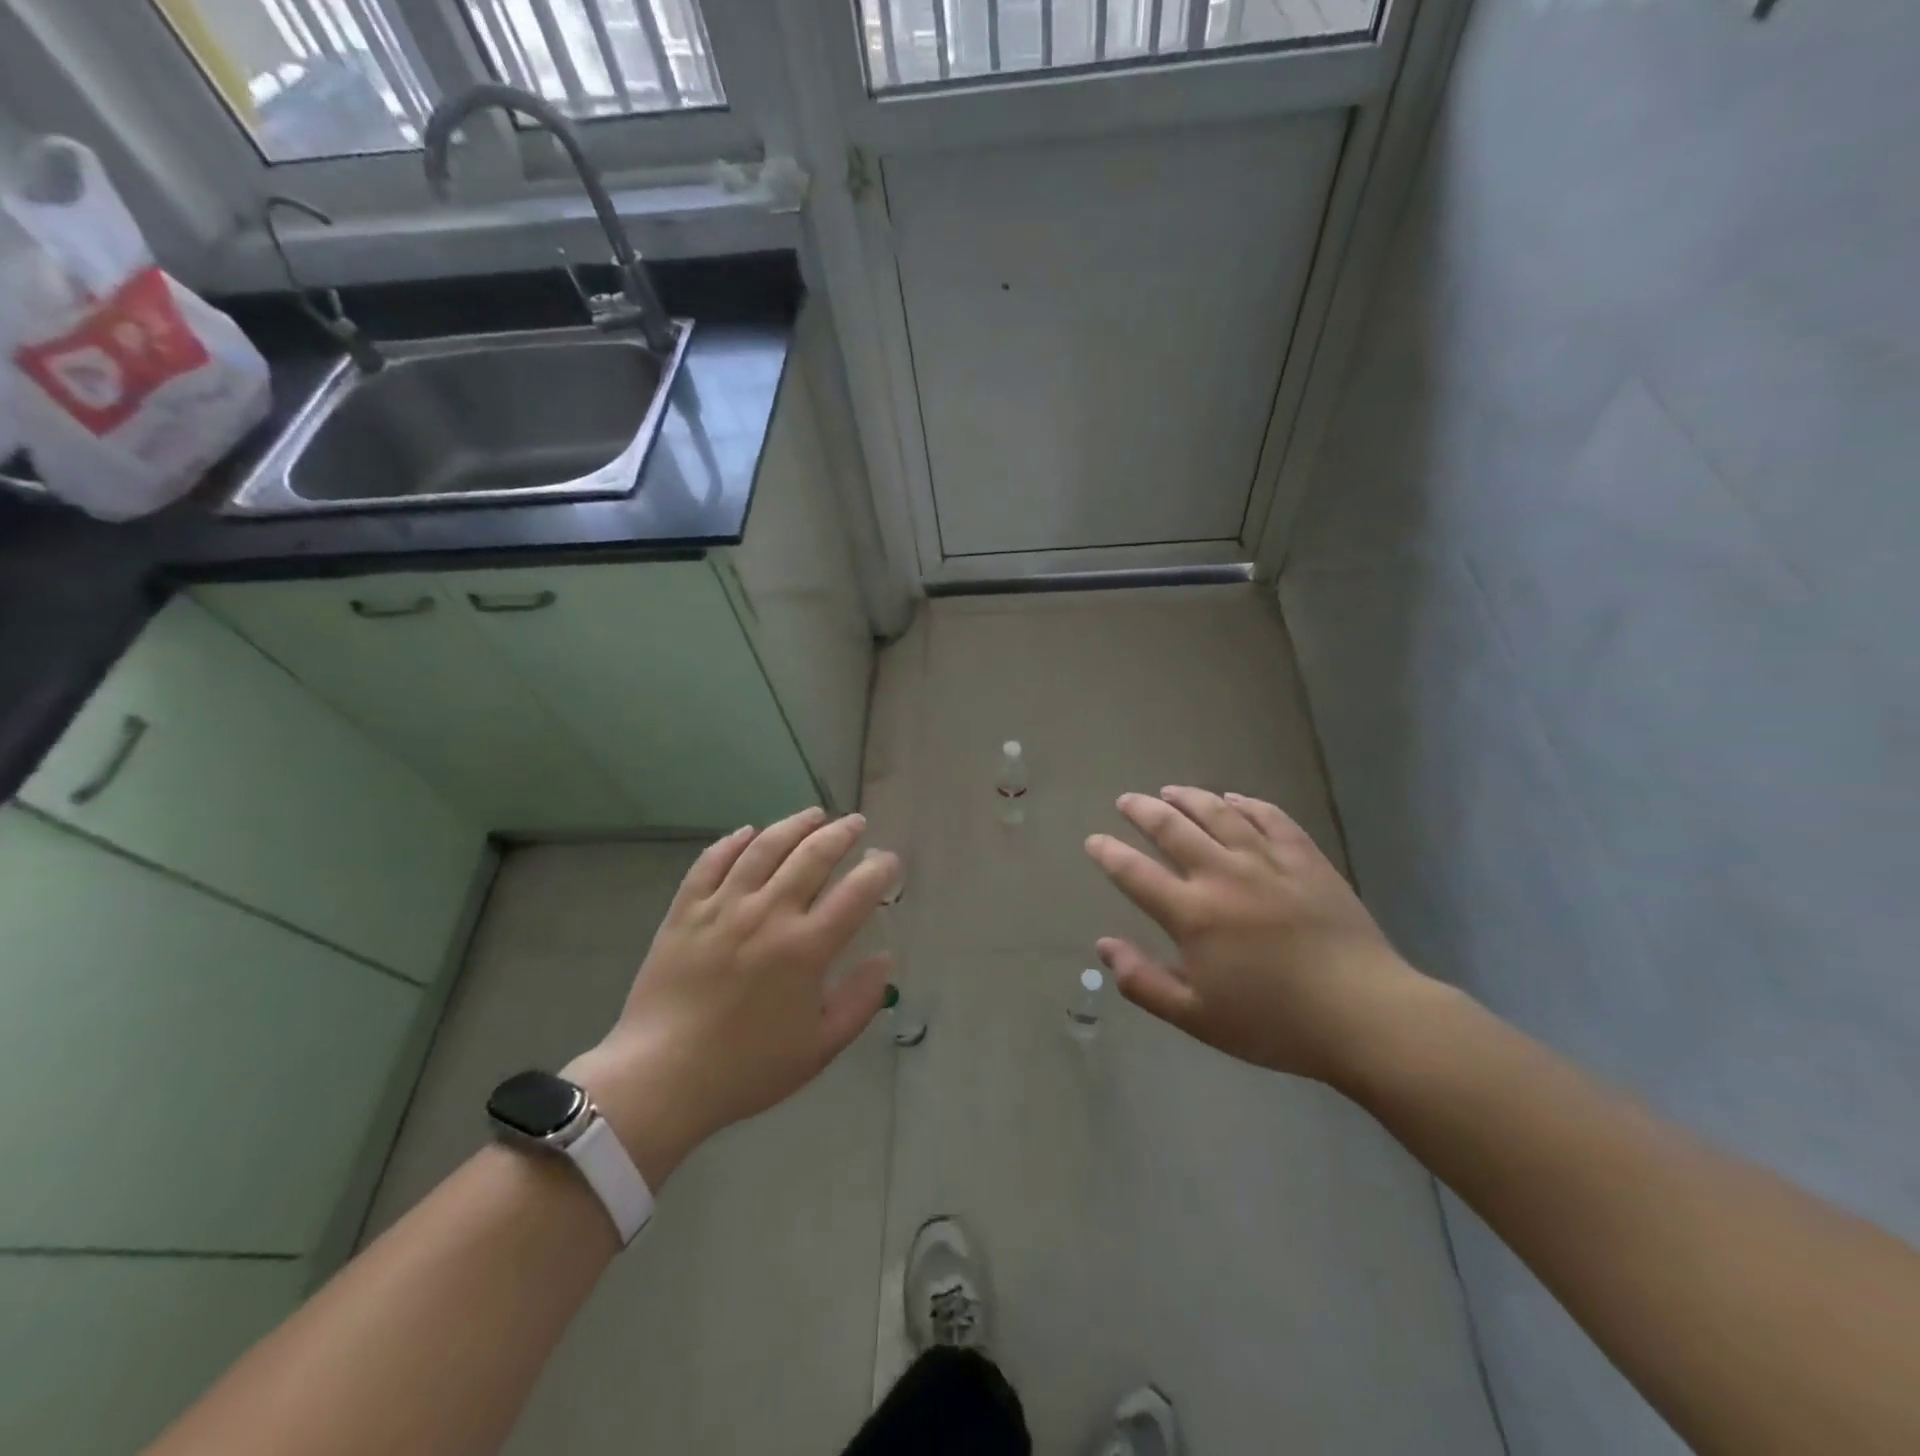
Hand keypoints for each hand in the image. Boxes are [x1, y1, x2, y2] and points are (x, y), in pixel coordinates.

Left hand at [567, 807, 896, 1185]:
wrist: (661, 1079)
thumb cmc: (746, 1069)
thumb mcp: (818, 1049)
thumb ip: (859, 1002)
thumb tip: (884, 960)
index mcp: (805, 948)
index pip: (856, 892)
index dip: (879, 870)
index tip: (888, 860)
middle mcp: (768, 915)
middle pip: (812, 856)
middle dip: (841, 833)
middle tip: (855, 824)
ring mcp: (723, 907)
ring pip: (764, 847)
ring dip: (794, 825)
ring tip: (813, 814)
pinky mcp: (685, 910)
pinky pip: (711, 862)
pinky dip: (733, 842)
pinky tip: (749, 833)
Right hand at [1085, 787, 1433, 1085]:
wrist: (1365, 1015)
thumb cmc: (1273, 1023)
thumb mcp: (1196, 1017)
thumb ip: (1143, 981)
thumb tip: (1103, 946)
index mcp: (1192, 914)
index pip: (1135, 873)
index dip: (1109, 853)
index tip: (1094, 840)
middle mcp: (1223, 876)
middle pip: (1172, 829)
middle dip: (1142, 811)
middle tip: (1126, 800)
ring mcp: (1267, 862)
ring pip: (1218, 813)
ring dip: (1188, 797)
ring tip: (1170, 791)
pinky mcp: (1305, 859)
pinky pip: (1270, 818)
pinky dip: (1246, 803)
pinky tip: (1233, 799)